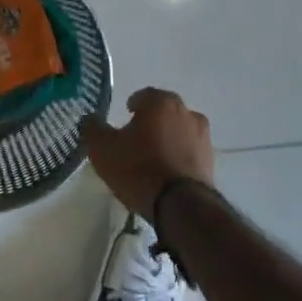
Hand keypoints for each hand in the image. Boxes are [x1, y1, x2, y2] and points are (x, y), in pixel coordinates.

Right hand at [80, 87, 216, 221]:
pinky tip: (167, 172)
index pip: (144, 95)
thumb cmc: (138, 168)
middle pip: (165, 112)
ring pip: (180, 131)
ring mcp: (203, 137)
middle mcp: (186, 112)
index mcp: (161, 102)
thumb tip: (89, 119)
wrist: (180, 205)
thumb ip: (92, 129)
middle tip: (137, 137)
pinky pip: (189, 152)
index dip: (132, 105)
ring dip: (168, 139)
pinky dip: (179, 156)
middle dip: (152, 121)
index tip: (125, 117)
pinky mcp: (211, 161)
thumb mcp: (102, 149)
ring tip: (153, 158)